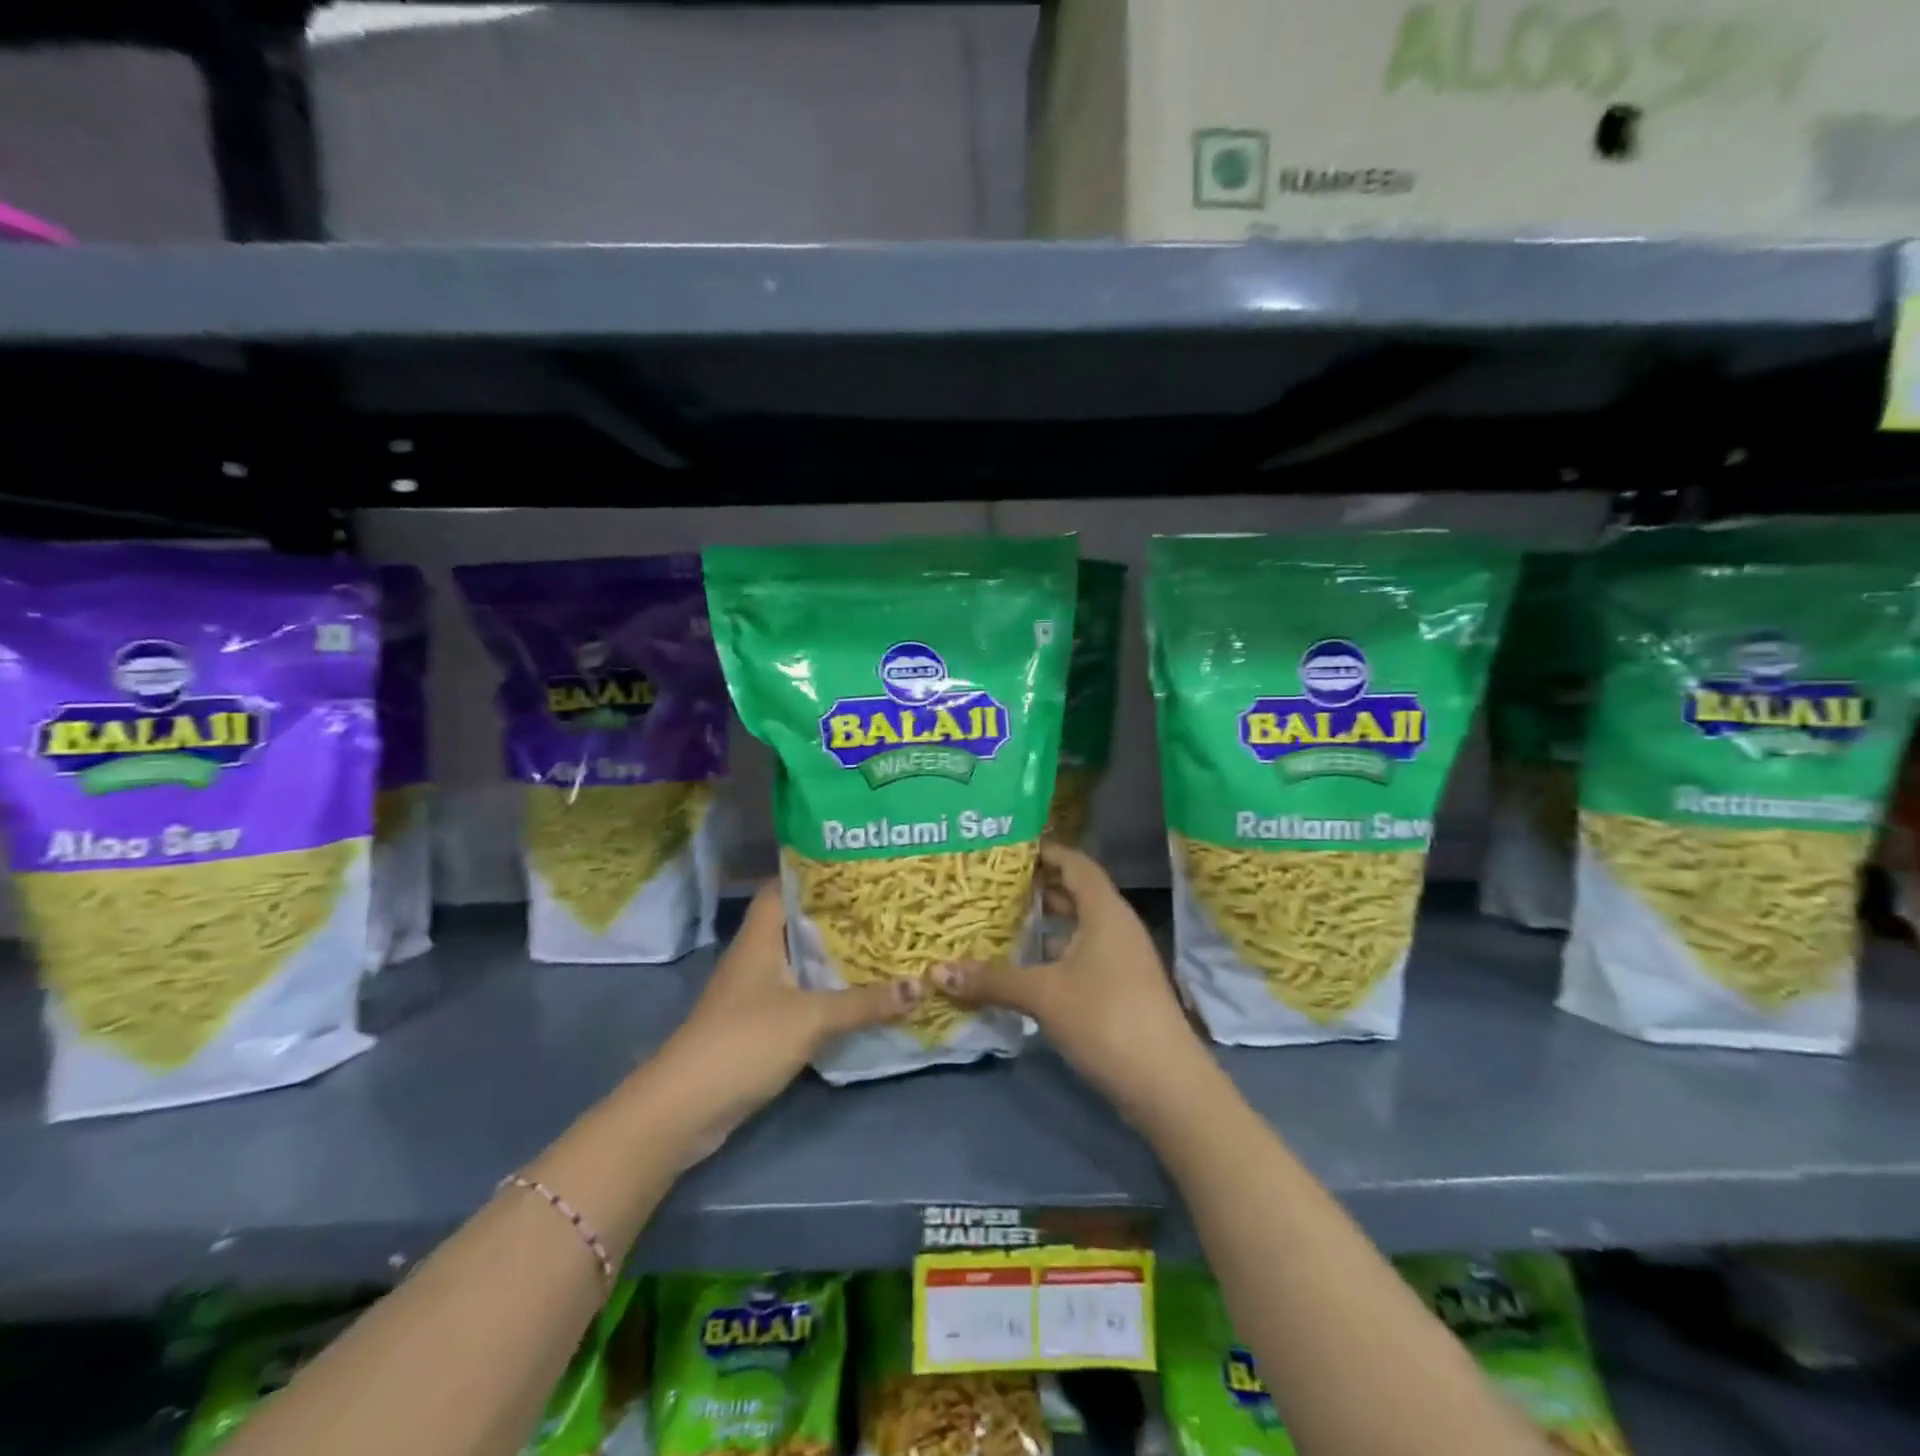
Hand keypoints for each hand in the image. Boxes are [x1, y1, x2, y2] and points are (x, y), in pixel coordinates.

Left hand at [652, 882, 918, 1157]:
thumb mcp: (811, 1018)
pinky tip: (858, 993)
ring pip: (799, 961)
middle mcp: (755, 956)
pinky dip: (825, 990)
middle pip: (796, 923)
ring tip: (881, 942)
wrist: (685, 1109)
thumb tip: (920, 985)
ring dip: (833, 955)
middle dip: (836, 915)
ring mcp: (753, 991)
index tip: (857, 869)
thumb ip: (864, 1003)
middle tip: (883, 906)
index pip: (782, 886)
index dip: (815, 873)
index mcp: (759, 937)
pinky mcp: (757, 1023)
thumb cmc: (744, 1042)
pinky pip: (798, 994)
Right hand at [936, 842, 1203, 1111]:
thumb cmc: (1105, 1018)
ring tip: (1001, 924)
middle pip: (1076, 894)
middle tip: (994, 887)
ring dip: (1045, 927)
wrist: (1166, 1084)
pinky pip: (1083, 957)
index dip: (1046, 852)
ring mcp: (1123, 960)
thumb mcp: (1043, 994)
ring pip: (1079, 929)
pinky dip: (1054, 956)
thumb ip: (992, 979)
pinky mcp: (1122, 990)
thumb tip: (936, 971)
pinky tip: (1024, 970)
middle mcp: (1117, 927)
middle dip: (1037, 890)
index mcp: (1105, 911)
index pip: (1076, 863)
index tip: (1009, 849)